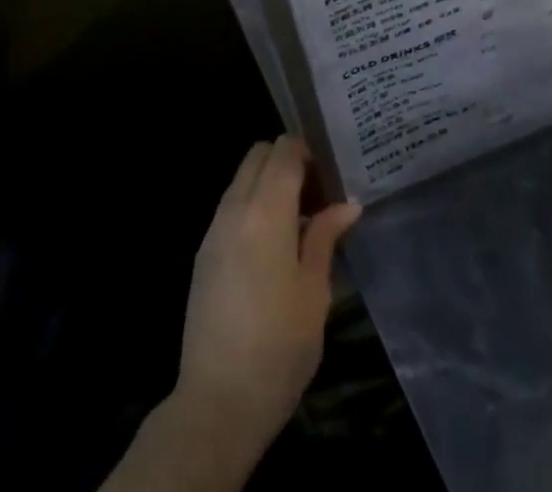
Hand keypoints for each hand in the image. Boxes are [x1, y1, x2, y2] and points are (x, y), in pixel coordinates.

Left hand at [171, 137, 361, 467]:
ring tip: (299, 222)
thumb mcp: (315, 292)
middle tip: (316, 195)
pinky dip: (252, 206)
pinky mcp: (203, 252)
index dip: (308, 151)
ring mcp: (213, 229)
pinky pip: (230, 207)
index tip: (330, 174)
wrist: (218, 401)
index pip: (283, 151)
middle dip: (286, 161)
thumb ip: (326, 237)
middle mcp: (234, 208)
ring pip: (242, 179)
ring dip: (268, 184)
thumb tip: (347, 203)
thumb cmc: (279, 347)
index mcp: (266, 211)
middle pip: (258, 156)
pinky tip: (273, 245)